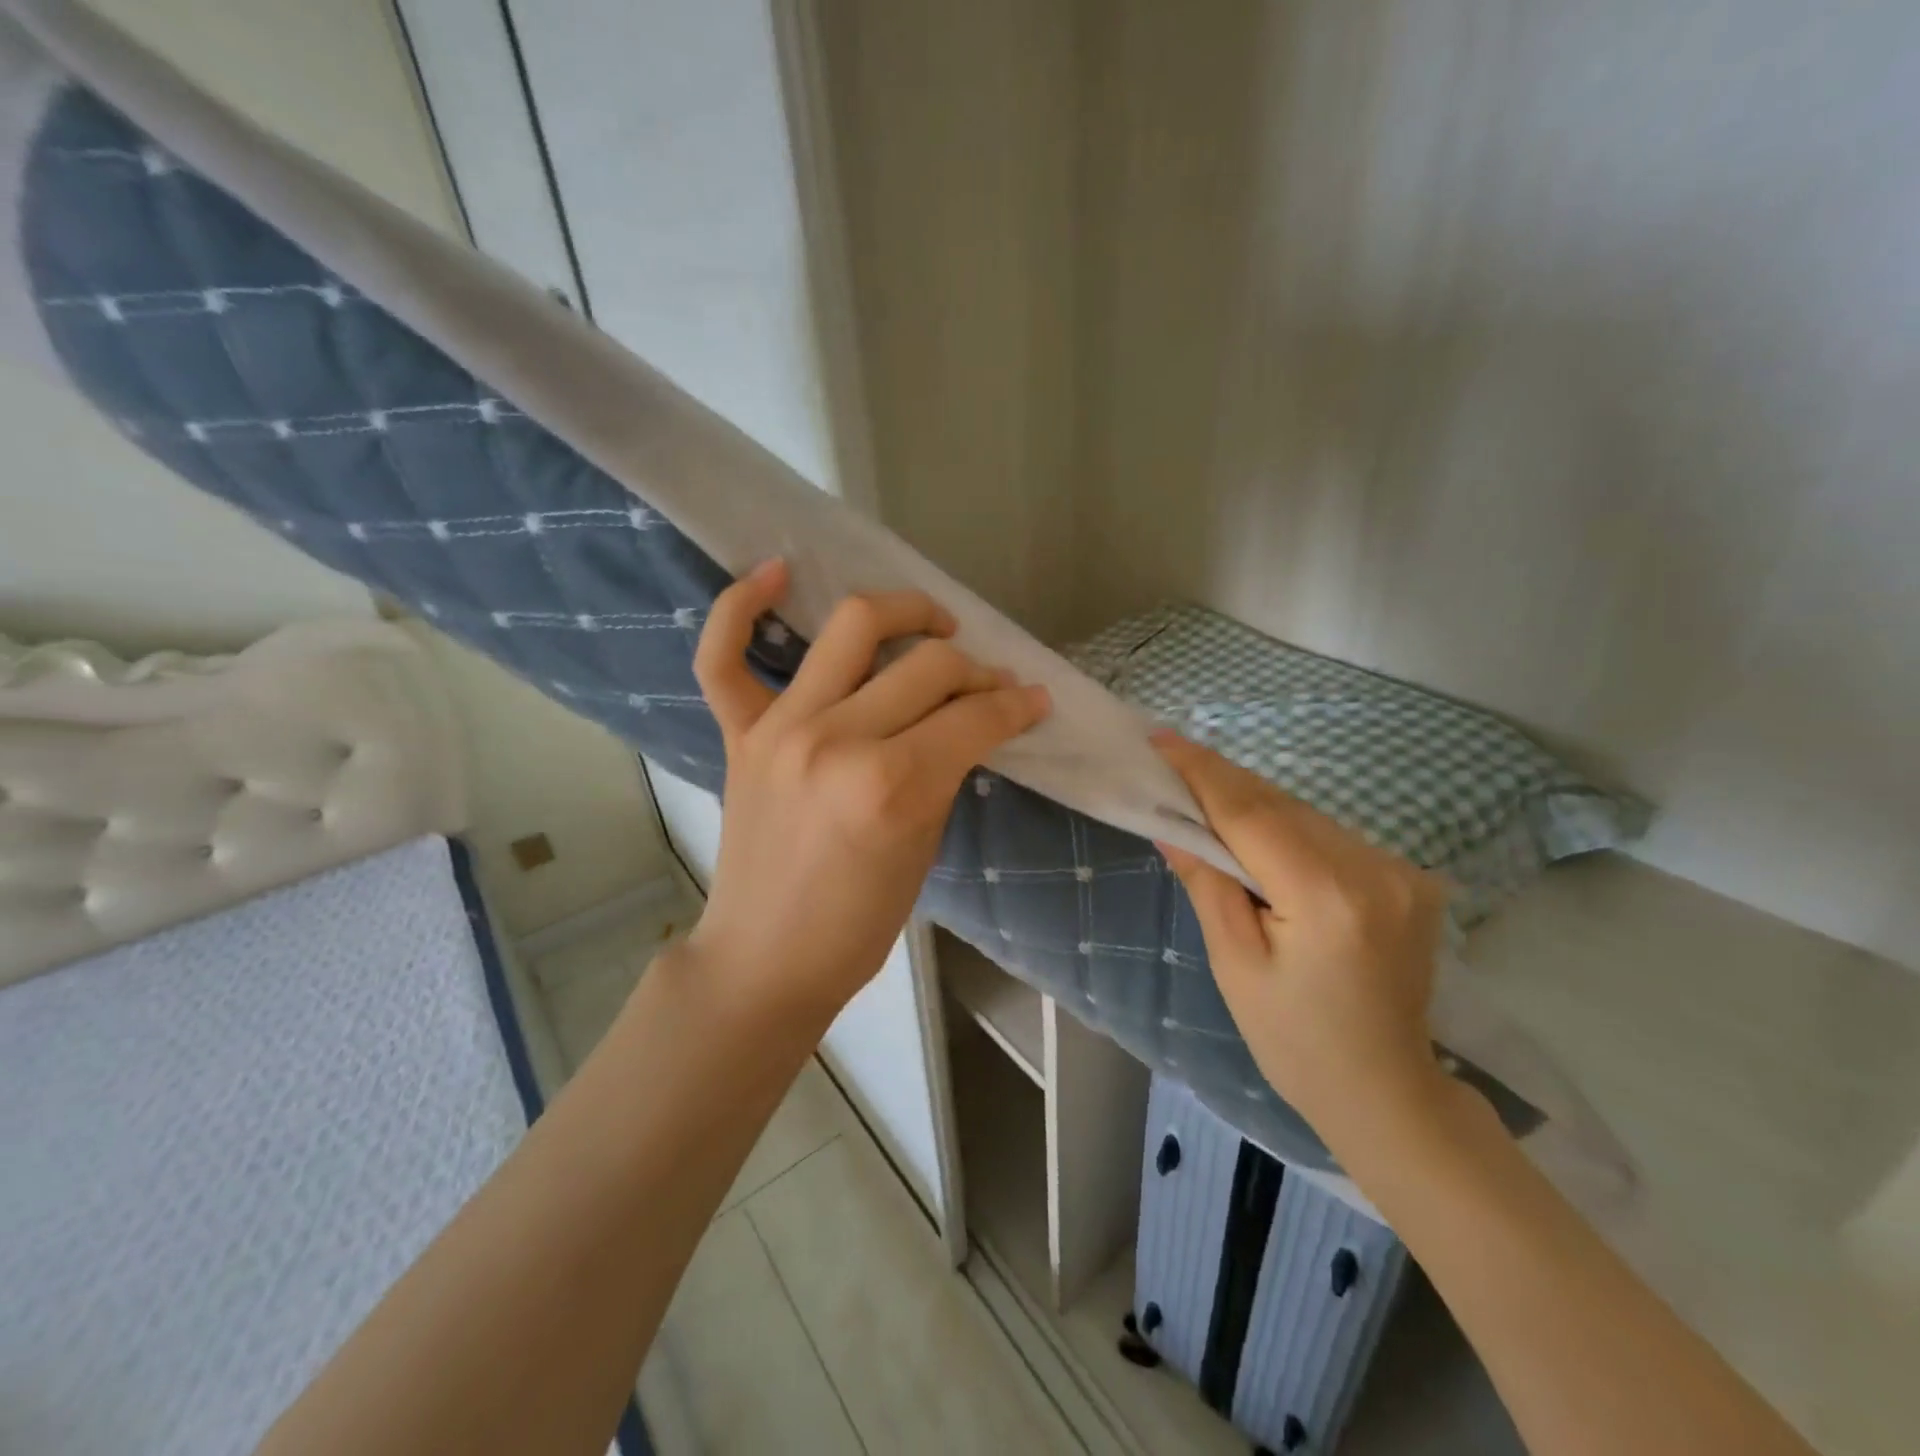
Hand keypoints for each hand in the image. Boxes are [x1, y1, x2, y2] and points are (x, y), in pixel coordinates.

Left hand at [688, 561, 1050, 1024]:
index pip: (973, 716)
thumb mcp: (924, 846)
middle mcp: (835, 739)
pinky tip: (778, 573)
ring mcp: (779, 728)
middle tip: (991, 685)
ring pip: (851, 628)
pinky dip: (741, 607)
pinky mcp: (738, 733)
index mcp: (891, 784)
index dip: (1016, 704)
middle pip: (927, 665)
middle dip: (977, 670)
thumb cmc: (858, 923)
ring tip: (933, 623)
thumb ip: (946, 770)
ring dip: (905, 611)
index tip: (1035, 701)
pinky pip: (722, 655)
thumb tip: (974, 720)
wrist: (766, 958)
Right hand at [1152, 731, 1453, 1144]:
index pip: (1251, 813)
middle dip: (1221, 780)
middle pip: (1279, 805)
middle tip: (1170, 758)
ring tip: (1201, 791)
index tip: (1160, 739)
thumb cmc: (1293, 1040)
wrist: (1386, 1091)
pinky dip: (1285, 825)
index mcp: (1327, 896)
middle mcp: (1373, 869)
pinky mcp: (1406, 878)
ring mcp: (1399, 871)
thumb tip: (1170, 823)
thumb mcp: (1234, 962)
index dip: (1201, 772)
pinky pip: (1329, 835)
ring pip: (1304, 814)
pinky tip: (1254, 831)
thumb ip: (1206, 882)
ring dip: (1251, 801)